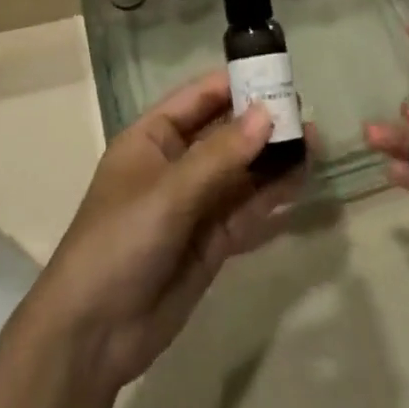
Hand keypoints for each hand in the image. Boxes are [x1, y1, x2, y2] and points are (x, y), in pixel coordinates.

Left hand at [31, 70, 304, 391]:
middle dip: (261, 122)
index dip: (234, 84)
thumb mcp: (169, 192)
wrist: (94, 334)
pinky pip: (245, 210)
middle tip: (305, 110)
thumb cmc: (120, 241)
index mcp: (151, 138)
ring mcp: (194, 205)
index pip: (198, 99)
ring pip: (240, 172)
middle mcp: (174, 165)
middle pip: (224, 133)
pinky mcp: (210, 242)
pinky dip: (271, 196)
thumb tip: (267, 113)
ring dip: (273, 158)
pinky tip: (300, 181)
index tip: (276, 73)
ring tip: (314, 141)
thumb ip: (221, 155)